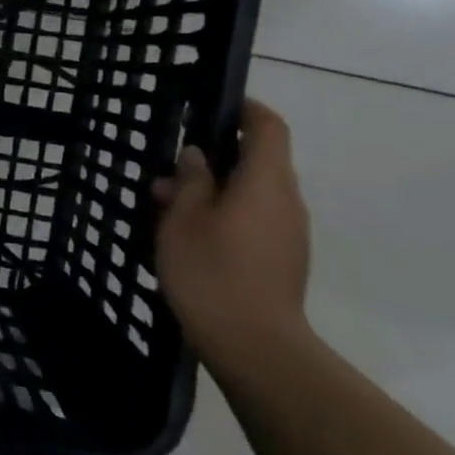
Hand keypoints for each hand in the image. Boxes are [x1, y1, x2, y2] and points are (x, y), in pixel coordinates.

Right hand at [153, 100, 311, 374]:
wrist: (254, 346)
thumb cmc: (212, 271)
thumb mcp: (183, 219)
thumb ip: (191, 181)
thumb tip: (197, 154)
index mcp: (266, 181)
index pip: (268, 127)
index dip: (244, 110)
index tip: (212, 109)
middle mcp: (286, 201)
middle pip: (257, 162)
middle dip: (212, 160)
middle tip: (167, 174)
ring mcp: (289, 233)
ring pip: (251, 194)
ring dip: (213, 191)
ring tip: (166, 209)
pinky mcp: (283, 259)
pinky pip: (254, 220)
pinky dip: (224, 216)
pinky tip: (188, 238)